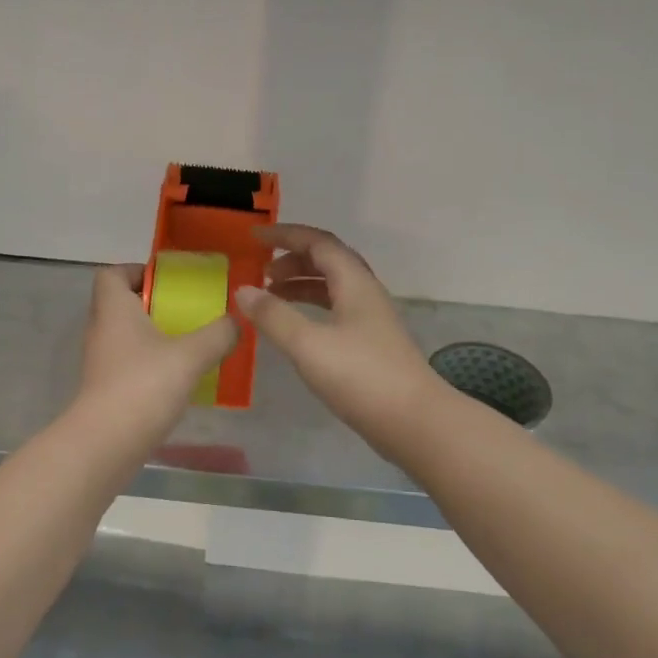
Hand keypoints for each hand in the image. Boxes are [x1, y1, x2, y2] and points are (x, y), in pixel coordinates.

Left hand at [77, 264, 237, 431]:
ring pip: (127, 337)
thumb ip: (218, 334)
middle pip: (122, 304)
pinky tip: (179, 379)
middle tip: (189, 314)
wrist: (107, 443)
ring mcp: (100, 362)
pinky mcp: (105, 390)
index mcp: (113, 309)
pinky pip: (129, 365)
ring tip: (190, 346)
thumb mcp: (191, 355)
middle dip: (155, 306)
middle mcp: (101, 330)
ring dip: (155, 338)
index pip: (111, 274)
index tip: (168, 283)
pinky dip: (151, 366)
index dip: (137, 271)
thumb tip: (236, 322)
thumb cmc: (144, 385)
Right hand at [235, 225, 441, 444]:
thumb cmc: (361, 377)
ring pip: (332, 288)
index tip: (254, 237)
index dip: (286, 235)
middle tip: (261, 272)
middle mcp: (365, 294)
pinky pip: (334, 311)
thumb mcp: (308, 344)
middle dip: (292, 260)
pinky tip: (294, 328)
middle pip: (328, 261)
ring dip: (300, 285)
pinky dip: (310, 309)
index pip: (319, 243)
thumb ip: (273, 316)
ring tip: (270, 297)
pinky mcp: (370, 345)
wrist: (414, 422)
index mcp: (355, 283)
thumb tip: (243, 290)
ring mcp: (370, 320)